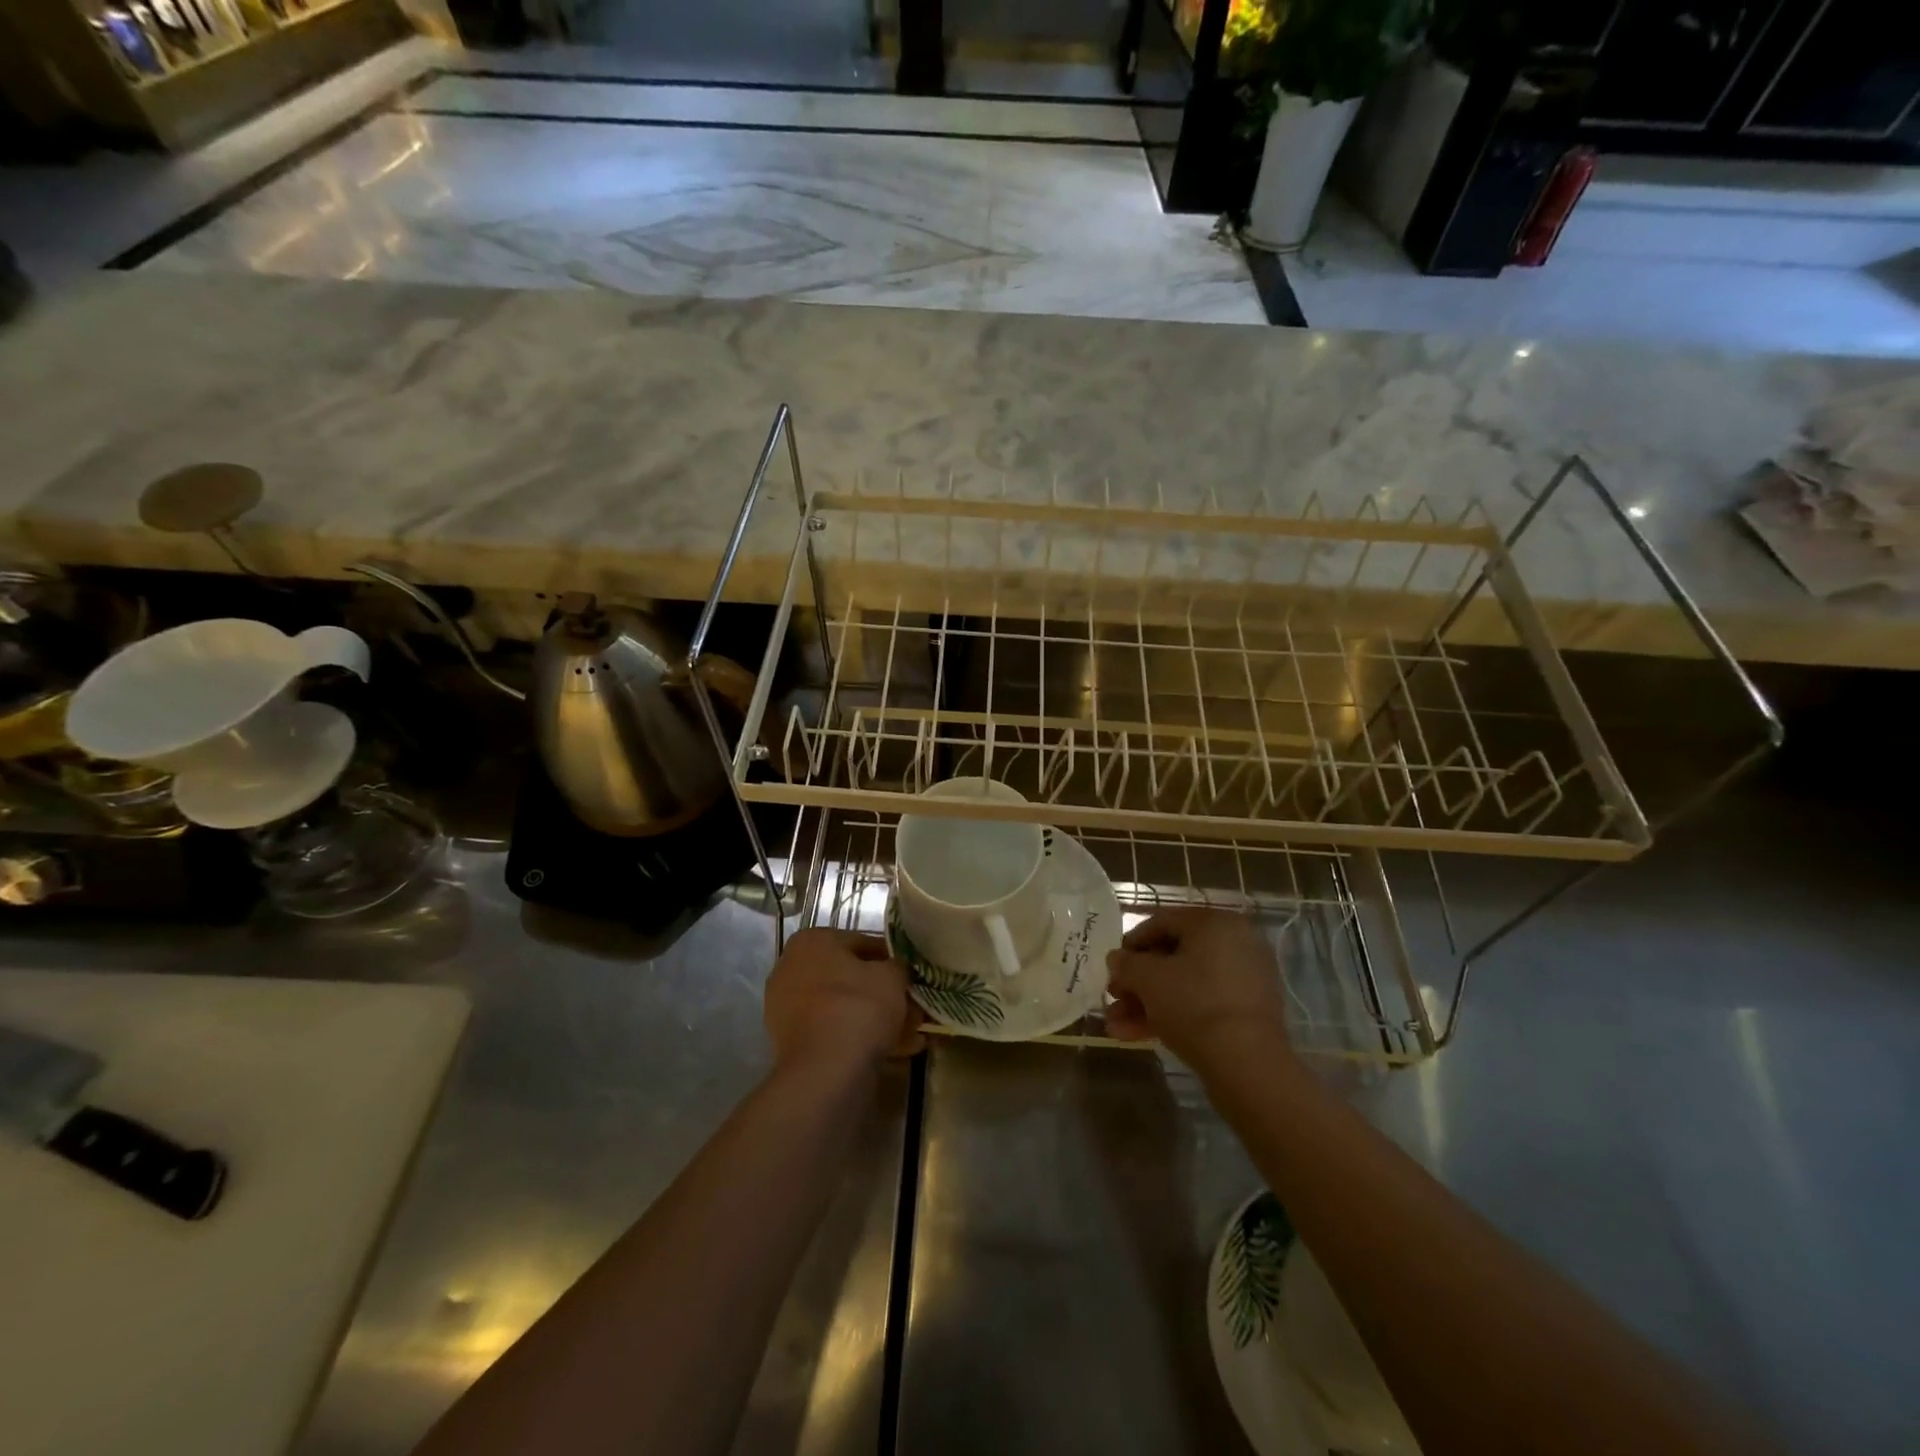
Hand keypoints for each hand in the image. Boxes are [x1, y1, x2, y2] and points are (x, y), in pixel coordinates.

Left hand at [764, 929, 922, 1075]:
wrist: (825, 1071)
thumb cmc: (858, 1007)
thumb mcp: (892, 976)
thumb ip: (897, 966)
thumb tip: (898, 970)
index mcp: (811, 941)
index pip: (861, 942)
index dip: (891, 959)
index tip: (911, 975)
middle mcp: (792, 968)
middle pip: (849, 976)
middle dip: (882, 991)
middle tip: (912, 1005)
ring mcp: (787, 1007)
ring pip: (842, 1006)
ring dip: (875, 1016)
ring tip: (910, 1032)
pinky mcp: (791, 1042)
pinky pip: (833, 1030)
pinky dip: (859, 1036)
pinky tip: (894, 1049)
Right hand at [1105, 908, 1292, 1070]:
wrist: (1247, 1064)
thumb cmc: (1193, 1005)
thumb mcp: (1148, 979)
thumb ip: (1126, 964)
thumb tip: (1117, 959)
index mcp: (1215, 923)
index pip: (1163, 921)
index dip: (1131, 942)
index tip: (1112, 964)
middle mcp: (1235, 943)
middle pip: (1173, 956)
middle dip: (1137, 981)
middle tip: (1113, 997)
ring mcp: (1243, 980)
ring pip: (1184, 984)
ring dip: (1147, 1002)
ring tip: (1116, 1025)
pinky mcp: (1246, 1012)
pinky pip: (1202, 1003)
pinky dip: (1172, 1014)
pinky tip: (1136, 1035)